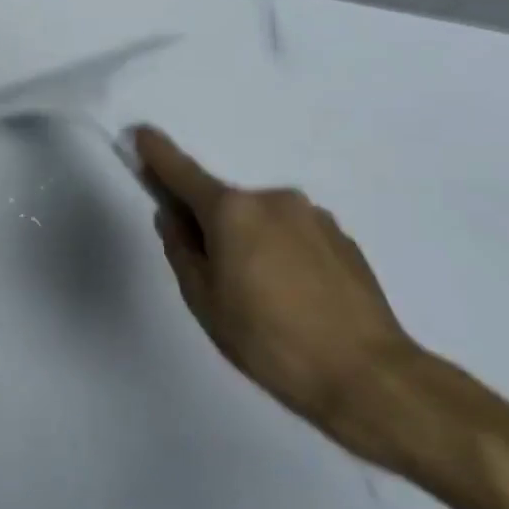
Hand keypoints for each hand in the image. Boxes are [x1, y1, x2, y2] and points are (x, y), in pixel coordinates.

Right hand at [135, 126, 428, 469]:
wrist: (367, 375)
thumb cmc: (267, 338)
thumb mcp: (204, 299)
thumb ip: (181, 249)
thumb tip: (173, 217)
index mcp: (232, 210)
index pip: (182, 173)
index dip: (157, 155)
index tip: (140, 133)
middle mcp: (273, 200)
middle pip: (224, 203)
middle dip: (209, 226)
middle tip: (213, 277)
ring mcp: (313, 217)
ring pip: (260, 221)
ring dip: (248, 242)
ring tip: (261, 297)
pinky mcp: (342, 239)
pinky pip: (293, 236)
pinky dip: (280, 254)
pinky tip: (292, 297)